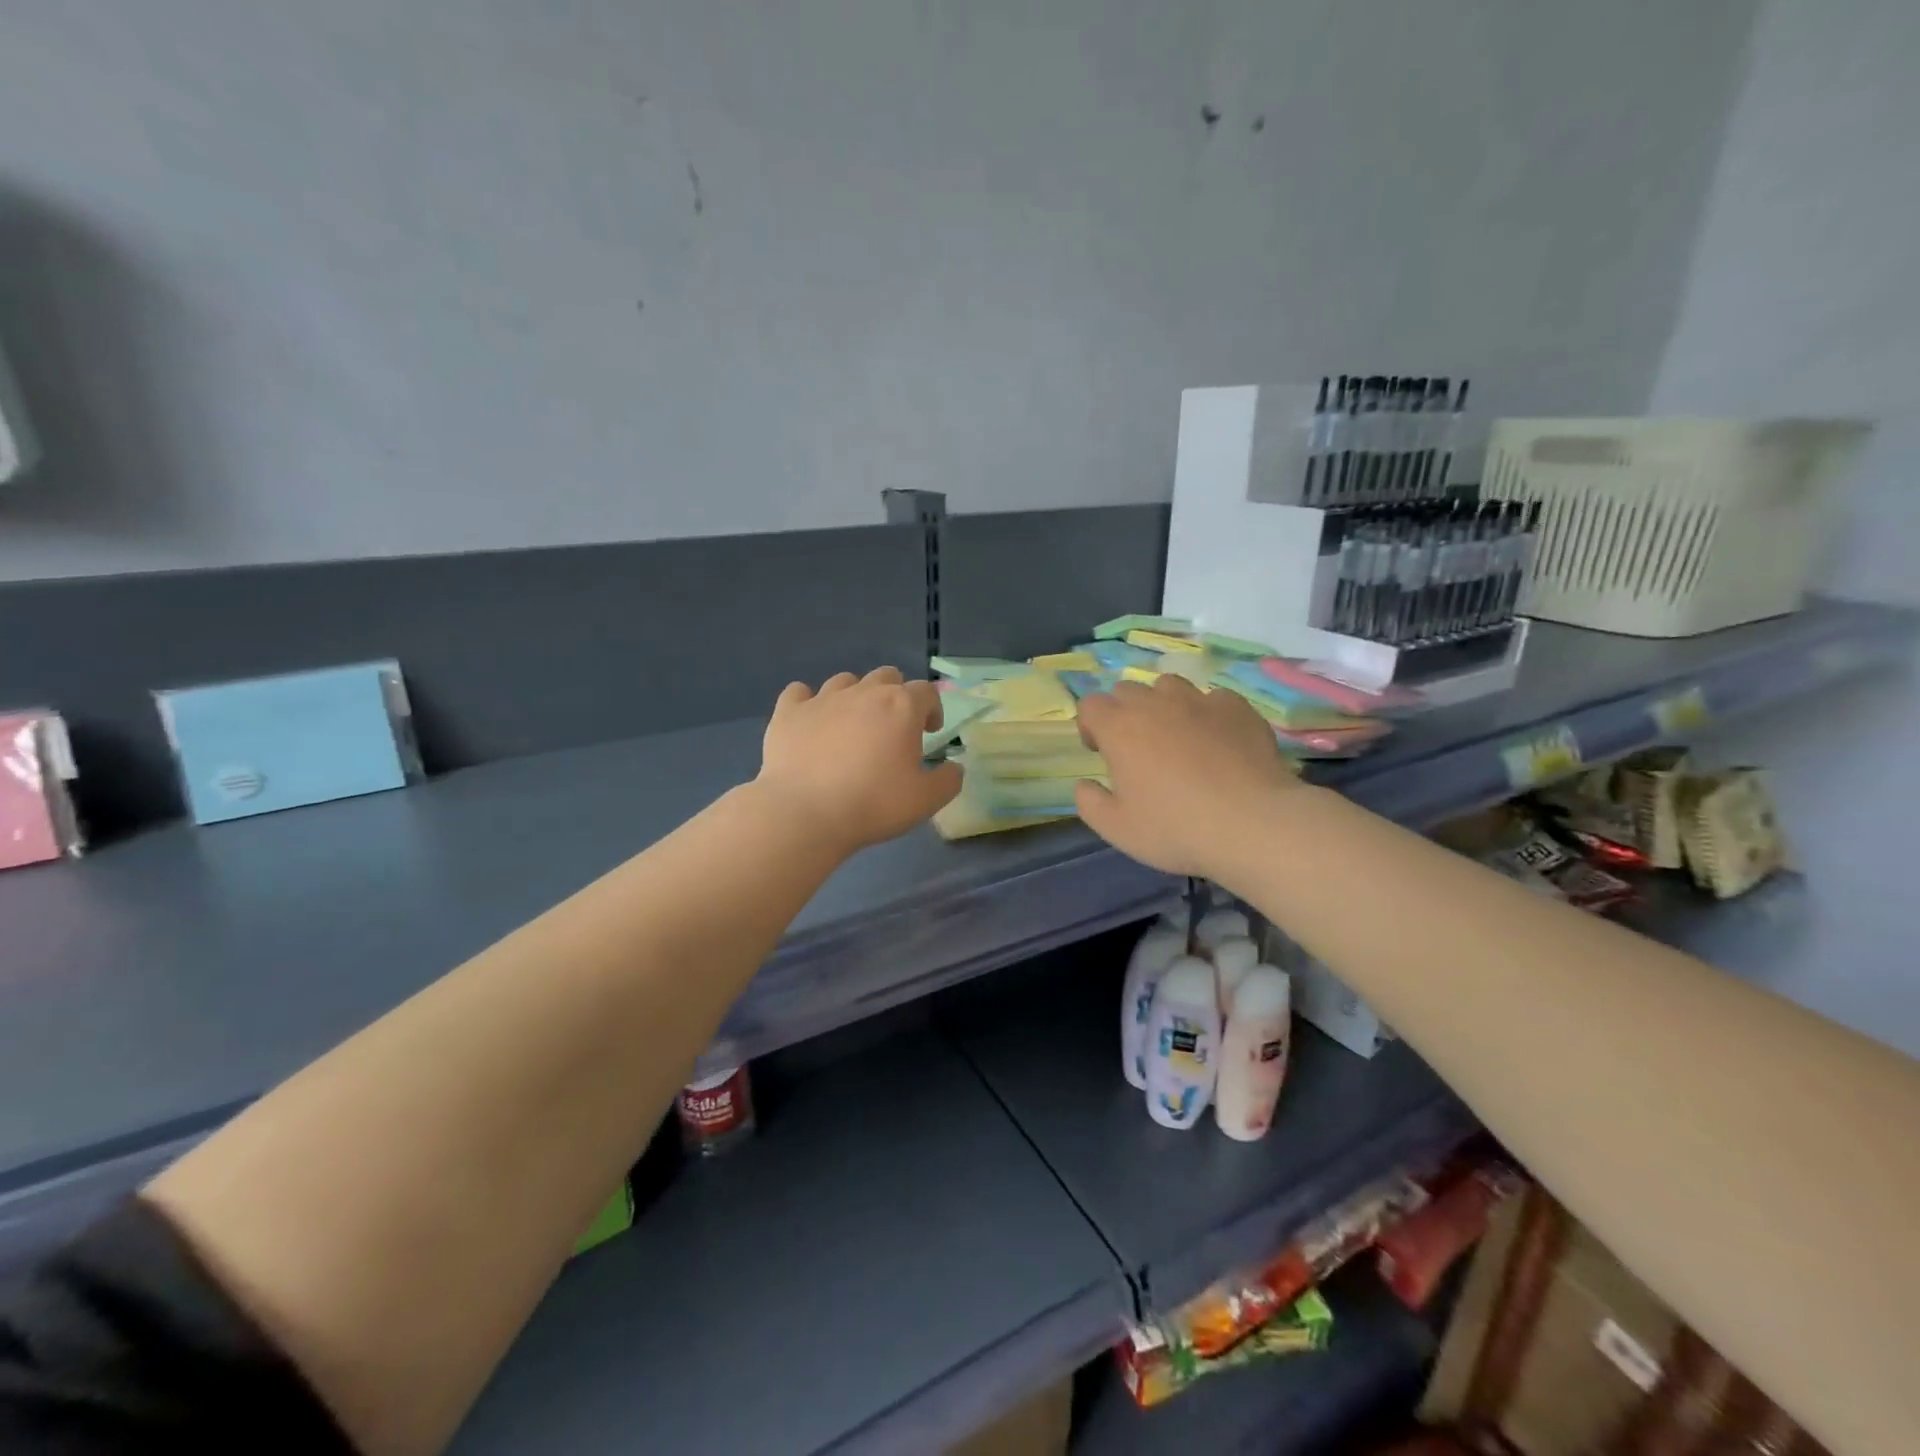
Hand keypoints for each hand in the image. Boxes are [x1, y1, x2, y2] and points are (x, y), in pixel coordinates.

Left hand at [756, 668, 962, 854]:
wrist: (804, 813)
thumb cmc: (873, 804)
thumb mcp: (925, 800)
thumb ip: (948, 780)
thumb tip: (953, 768)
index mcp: (901, 707)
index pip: (926, 692)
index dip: (932, 709)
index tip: (929, 732)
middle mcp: (864, 693)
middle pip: (887, 676)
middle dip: (895, 696)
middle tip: (892, 728)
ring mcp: (822, 699)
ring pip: (845, 681)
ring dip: (855, 696)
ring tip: (852, 725)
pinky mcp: (788, 712)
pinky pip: (799, 693)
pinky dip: (807, 702)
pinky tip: (810, 721)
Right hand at [1074, 675, 1299, 878]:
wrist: (1252, 823)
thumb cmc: (1175, 828)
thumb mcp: (1117, 829)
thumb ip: (1090, 802)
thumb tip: (1085, 784)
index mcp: (1119, 728)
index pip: (1090, 705)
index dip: (1090, 725)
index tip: (1102, 752)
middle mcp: (1155, 704)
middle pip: (1127, 690)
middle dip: (1124, 713)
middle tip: (1138, 748)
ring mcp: (1199, 700)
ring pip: (1170, 686)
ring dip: (1164, 705)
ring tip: (1177, 737)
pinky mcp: (1237, 707)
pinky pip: (1213, 699)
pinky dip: (1208, 714)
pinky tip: (1218, 741)